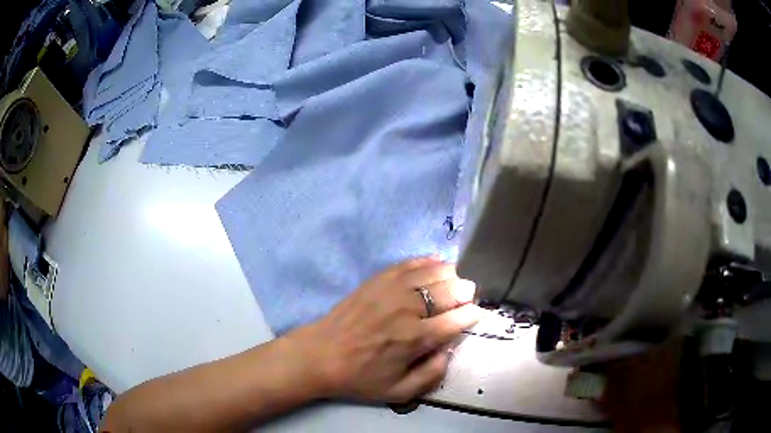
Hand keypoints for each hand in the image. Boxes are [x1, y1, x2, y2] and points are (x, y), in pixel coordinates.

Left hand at [287, 257, 483, 402]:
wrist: (320, 355)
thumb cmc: (360, 377)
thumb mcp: (398, 392)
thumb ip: (432, 375)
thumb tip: (450, 350)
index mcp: (415, 338)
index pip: (458, 319)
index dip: (473, 315)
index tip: (476, 315)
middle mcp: (408, 309)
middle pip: (450, 290)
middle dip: (466, 292)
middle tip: (468, 297)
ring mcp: (391, 289)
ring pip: (433, 272)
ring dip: (451, 274)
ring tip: (456, 281)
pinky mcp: (377, 279)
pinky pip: (409, 263)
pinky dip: (427, 261)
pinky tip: (437, 262)